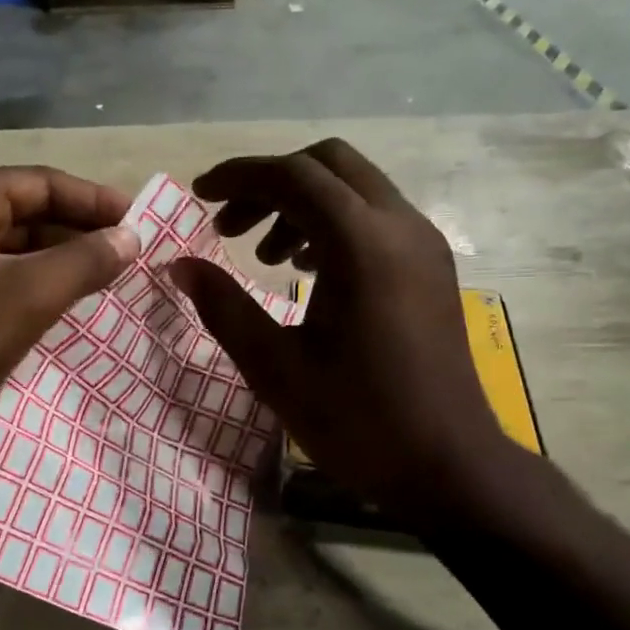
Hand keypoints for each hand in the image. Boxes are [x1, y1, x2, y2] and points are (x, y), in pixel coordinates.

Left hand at [0, 167, 141, 448]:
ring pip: (5, 248)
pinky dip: (25, 285)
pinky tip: (54, 307)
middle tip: (122, 256)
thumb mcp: (29, 295)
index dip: (93, 200)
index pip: (40, 182)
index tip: (137, 223)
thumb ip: (85, 260)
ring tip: (98, 281)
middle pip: (22, 211)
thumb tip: (131, 236)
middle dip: (75, 232)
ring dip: (52, 261)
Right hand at [169, 141, 543, 527]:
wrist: (448, 464)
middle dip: (271, 183)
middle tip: (230, 225)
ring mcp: (423, 244)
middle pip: (328, 164)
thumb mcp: (276, 368)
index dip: (239, 177)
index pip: (292, 176)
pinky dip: (333, 223)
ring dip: (302, 203)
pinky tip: (307, 269)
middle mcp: (400, 226)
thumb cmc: (358, 420)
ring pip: (355, 188)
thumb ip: (224, 308)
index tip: (199, 194)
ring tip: (265, 255)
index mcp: (362, 244)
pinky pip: (376, 218)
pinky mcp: (432, 266)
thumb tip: (181, 266)